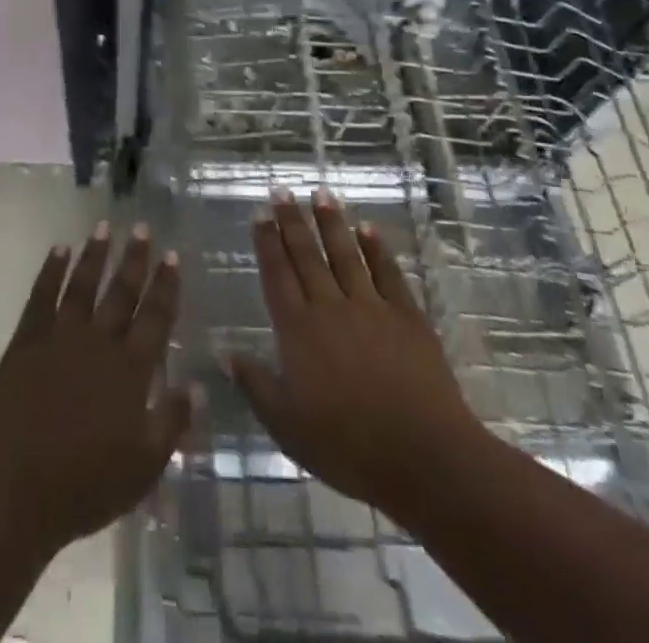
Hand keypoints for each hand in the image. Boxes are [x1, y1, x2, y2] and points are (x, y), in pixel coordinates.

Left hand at [0, 221, 191, 559]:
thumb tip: (197, 384)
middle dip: (135, 259)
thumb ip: (172, 422)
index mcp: (130, 370)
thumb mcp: (144, 467)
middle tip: (143, 228)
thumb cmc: (85, 486)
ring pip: (83, 285)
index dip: (165, 286)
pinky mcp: (26, 341)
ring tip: (105, 226)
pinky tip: (59, 249)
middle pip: (122, 292)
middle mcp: (99, 342)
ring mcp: (60, 337)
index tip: (172, 256)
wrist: (15, 491)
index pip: (155, 317)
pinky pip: (41, 296)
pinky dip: (51, 270)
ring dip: (95, 254)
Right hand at [229, 189, 484, 527]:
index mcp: (298, 330)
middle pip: (307, 256)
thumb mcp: (287, 426)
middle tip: (282, 190)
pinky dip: (376, 248)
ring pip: (345, 255)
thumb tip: (224, 352)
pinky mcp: (406, 316)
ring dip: (331, 223)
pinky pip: (387, 273)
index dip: (267, 243)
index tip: (260, 213)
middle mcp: (330, 308)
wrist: (424, 456)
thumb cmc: (348, 447)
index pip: (277, 275)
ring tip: (321, 193)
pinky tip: (368, 228)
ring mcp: (370, 307)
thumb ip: (255, 385)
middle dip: (292, 221)